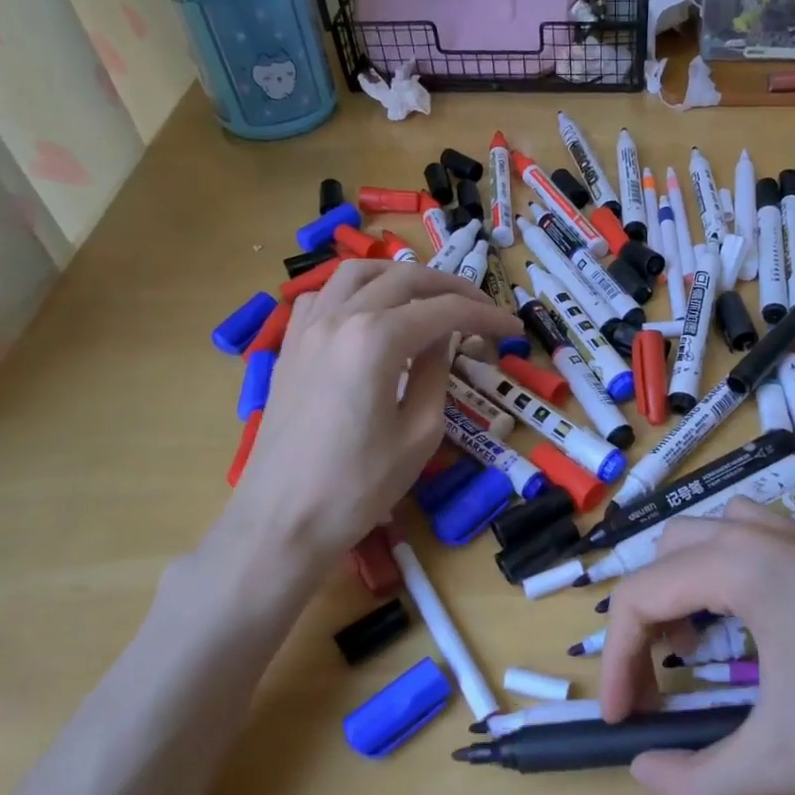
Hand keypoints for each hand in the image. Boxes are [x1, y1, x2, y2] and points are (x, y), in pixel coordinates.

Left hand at [208, 260, 521, 599]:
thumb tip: (443, 338)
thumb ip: (436, 373)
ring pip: (358, 273)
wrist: (282, 521)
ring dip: (401, 277)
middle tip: (481, 310)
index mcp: (377, 339)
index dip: (486, 316)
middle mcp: (340, 318)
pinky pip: (323, 297)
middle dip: (451, 287)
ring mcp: (307, 328)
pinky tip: (369, 316)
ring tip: (428, 298)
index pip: (445, 310)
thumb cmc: (359, 486)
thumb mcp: (420, 432)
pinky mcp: (289, 347)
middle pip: (405, 278)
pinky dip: (355, 292)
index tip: (513, 329)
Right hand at [598, 500, 794, 794]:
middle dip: (647, 616)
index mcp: (739, 567)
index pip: (639, 596)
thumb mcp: (784, 761)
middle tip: (658, 677)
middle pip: (665, 555)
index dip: (615, 659)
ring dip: (684, 583)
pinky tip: (755, 623)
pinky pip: (750, 536)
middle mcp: (761, 534)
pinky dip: (725, 570)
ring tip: (698, 641)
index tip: (621, 718)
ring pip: (708, 534)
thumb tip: (643, 774)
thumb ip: (700, 781)